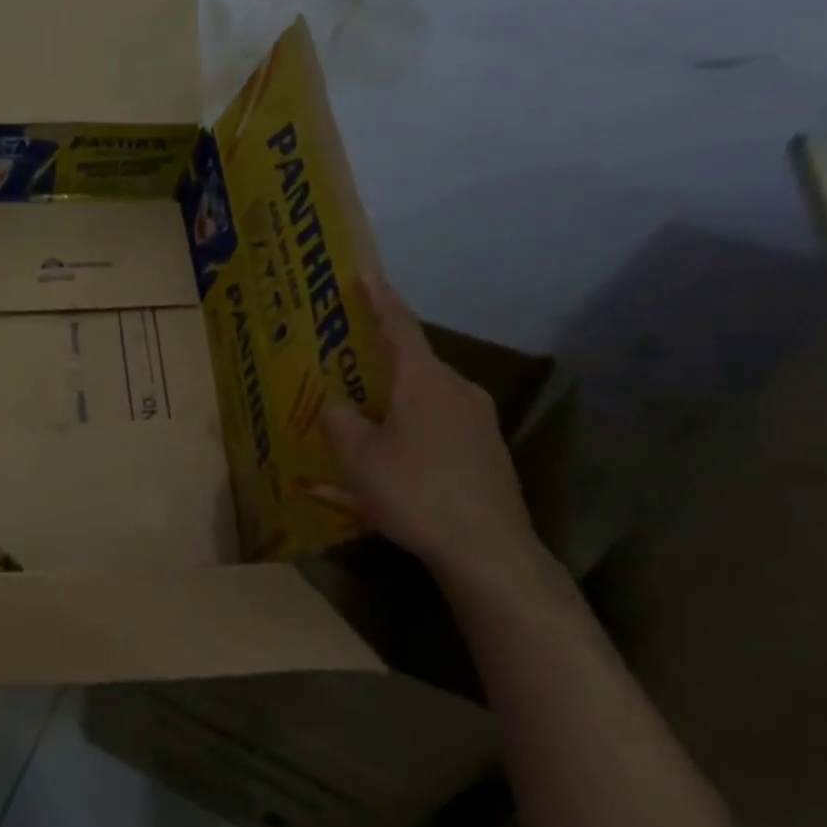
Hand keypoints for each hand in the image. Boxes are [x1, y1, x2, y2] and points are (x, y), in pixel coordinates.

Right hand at [320, 275, 541, 590]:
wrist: (488, 551)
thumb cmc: (414, 492)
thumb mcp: (357, 456)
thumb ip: (339, 420)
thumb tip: (338, 406)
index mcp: (424, 381)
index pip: (399, 326)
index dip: (379, 299)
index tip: (365, 274)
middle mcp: (457, 391)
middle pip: (412, 364)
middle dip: (379, 362)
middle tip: (347, 363)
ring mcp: (478, 422)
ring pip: (425, 399)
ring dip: (393, 403)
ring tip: (363, 421)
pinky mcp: (487, 453)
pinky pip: (439, 428)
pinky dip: (411, 433)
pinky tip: (391, 465)